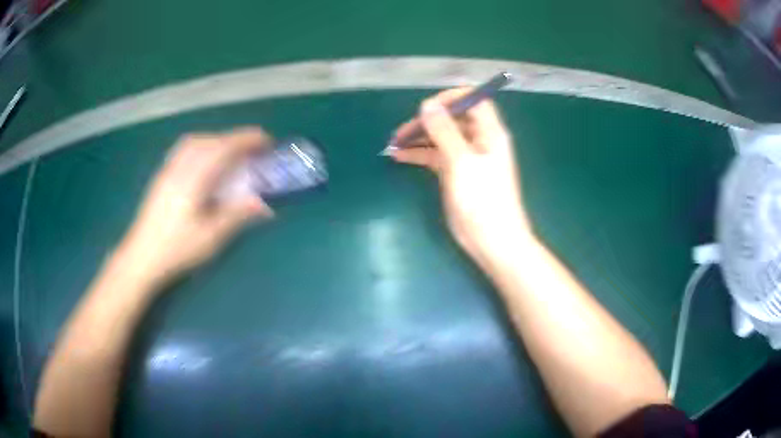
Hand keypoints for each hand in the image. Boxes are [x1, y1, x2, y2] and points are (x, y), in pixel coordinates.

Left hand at [119, 128, 273, 285]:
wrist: (141, 257)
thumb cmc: (176, 249)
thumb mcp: (210, 237)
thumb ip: (237, 215)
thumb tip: (265, 204)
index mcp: (194, 178)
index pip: (224, 148)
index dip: (247, 140)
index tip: (266, 140)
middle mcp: (180, 167)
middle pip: (210, 140)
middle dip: (234, 139)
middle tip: (252, 149)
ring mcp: (169, 170)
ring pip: (195, 142)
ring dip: (217, 140)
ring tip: (230, 152)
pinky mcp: (162, 176)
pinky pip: (184, 149)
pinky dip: (202, 146)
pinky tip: (204, 161)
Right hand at [391, 89, 532, 266]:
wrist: (492, 240)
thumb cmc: (482, 199)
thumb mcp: (461, 161)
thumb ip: (444, 130)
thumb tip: (428, 105)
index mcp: (489, 132)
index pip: (473, 101)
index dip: (451, 99)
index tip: (427, 108)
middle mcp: (479, 140)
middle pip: (452, 118)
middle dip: (427, 120)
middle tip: (402, 131)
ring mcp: (467, 157)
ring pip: (441, 137)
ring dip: (419, 138)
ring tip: (394, 143)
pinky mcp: (456, 173)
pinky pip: (436, 156)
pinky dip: (419, 154)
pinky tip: (399, 156)